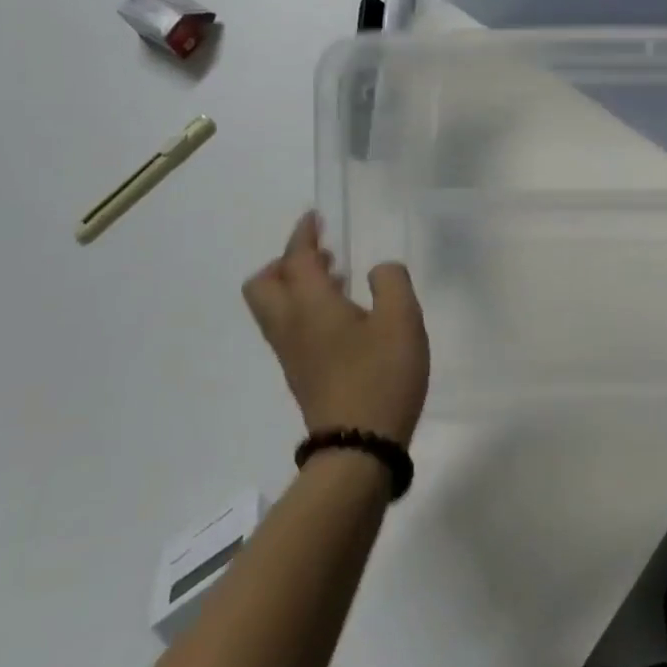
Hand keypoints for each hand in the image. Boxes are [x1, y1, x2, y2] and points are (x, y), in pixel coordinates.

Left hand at [242, 213, 429, 445]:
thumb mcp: (402, 319)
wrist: (358, 448)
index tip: (314, 217)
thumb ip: (391, 282)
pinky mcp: (300, 374)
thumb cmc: (381, 376)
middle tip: (321, 254)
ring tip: (337, 278)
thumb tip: (378, 271)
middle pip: (264, 284)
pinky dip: (304, 308)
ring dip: (295, 285)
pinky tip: (342, 315)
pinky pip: (289, 326)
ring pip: (274, 307)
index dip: (303, 234)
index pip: (296, 258)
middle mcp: (291, 325)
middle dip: (285, 262)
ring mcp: (291, 353)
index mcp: (311, 305)